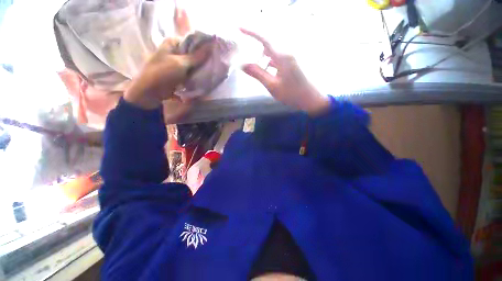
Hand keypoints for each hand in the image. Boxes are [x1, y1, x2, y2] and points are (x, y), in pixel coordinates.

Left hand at [124, 38, 212, 110]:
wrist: (151, 92)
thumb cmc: (163, 73)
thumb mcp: (181, 63)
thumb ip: (197, 56)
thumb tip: (211, 47)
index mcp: (172, 43)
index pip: (191, 40)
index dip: (203, 46)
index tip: (213, 53)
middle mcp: (174, 51)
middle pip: (192, 52)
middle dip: (202, 59)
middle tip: (213, 63)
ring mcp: (176, 63)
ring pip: (192, 63)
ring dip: (200, 68)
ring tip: (210, 71)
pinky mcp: (178, 73)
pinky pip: (189, 72)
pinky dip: (195, 74)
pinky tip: (203, 77)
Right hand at [240, 29, 329, 115]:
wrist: (310, 98)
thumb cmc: (291, 94)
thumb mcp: (272, 86)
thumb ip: (258, 74)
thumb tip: (243, 65)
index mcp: (282, 56)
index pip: (264, 39)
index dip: (251, 32)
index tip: (239, 28)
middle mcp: (287, 52)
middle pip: (268, 43)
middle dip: (255, 44)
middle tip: (245, 51)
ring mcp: (290, 57)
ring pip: (273, 51)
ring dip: (262, 54)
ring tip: (254, 62)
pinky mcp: (292, 63)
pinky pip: (278, 57)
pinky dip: (269, 60)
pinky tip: (265, 68)